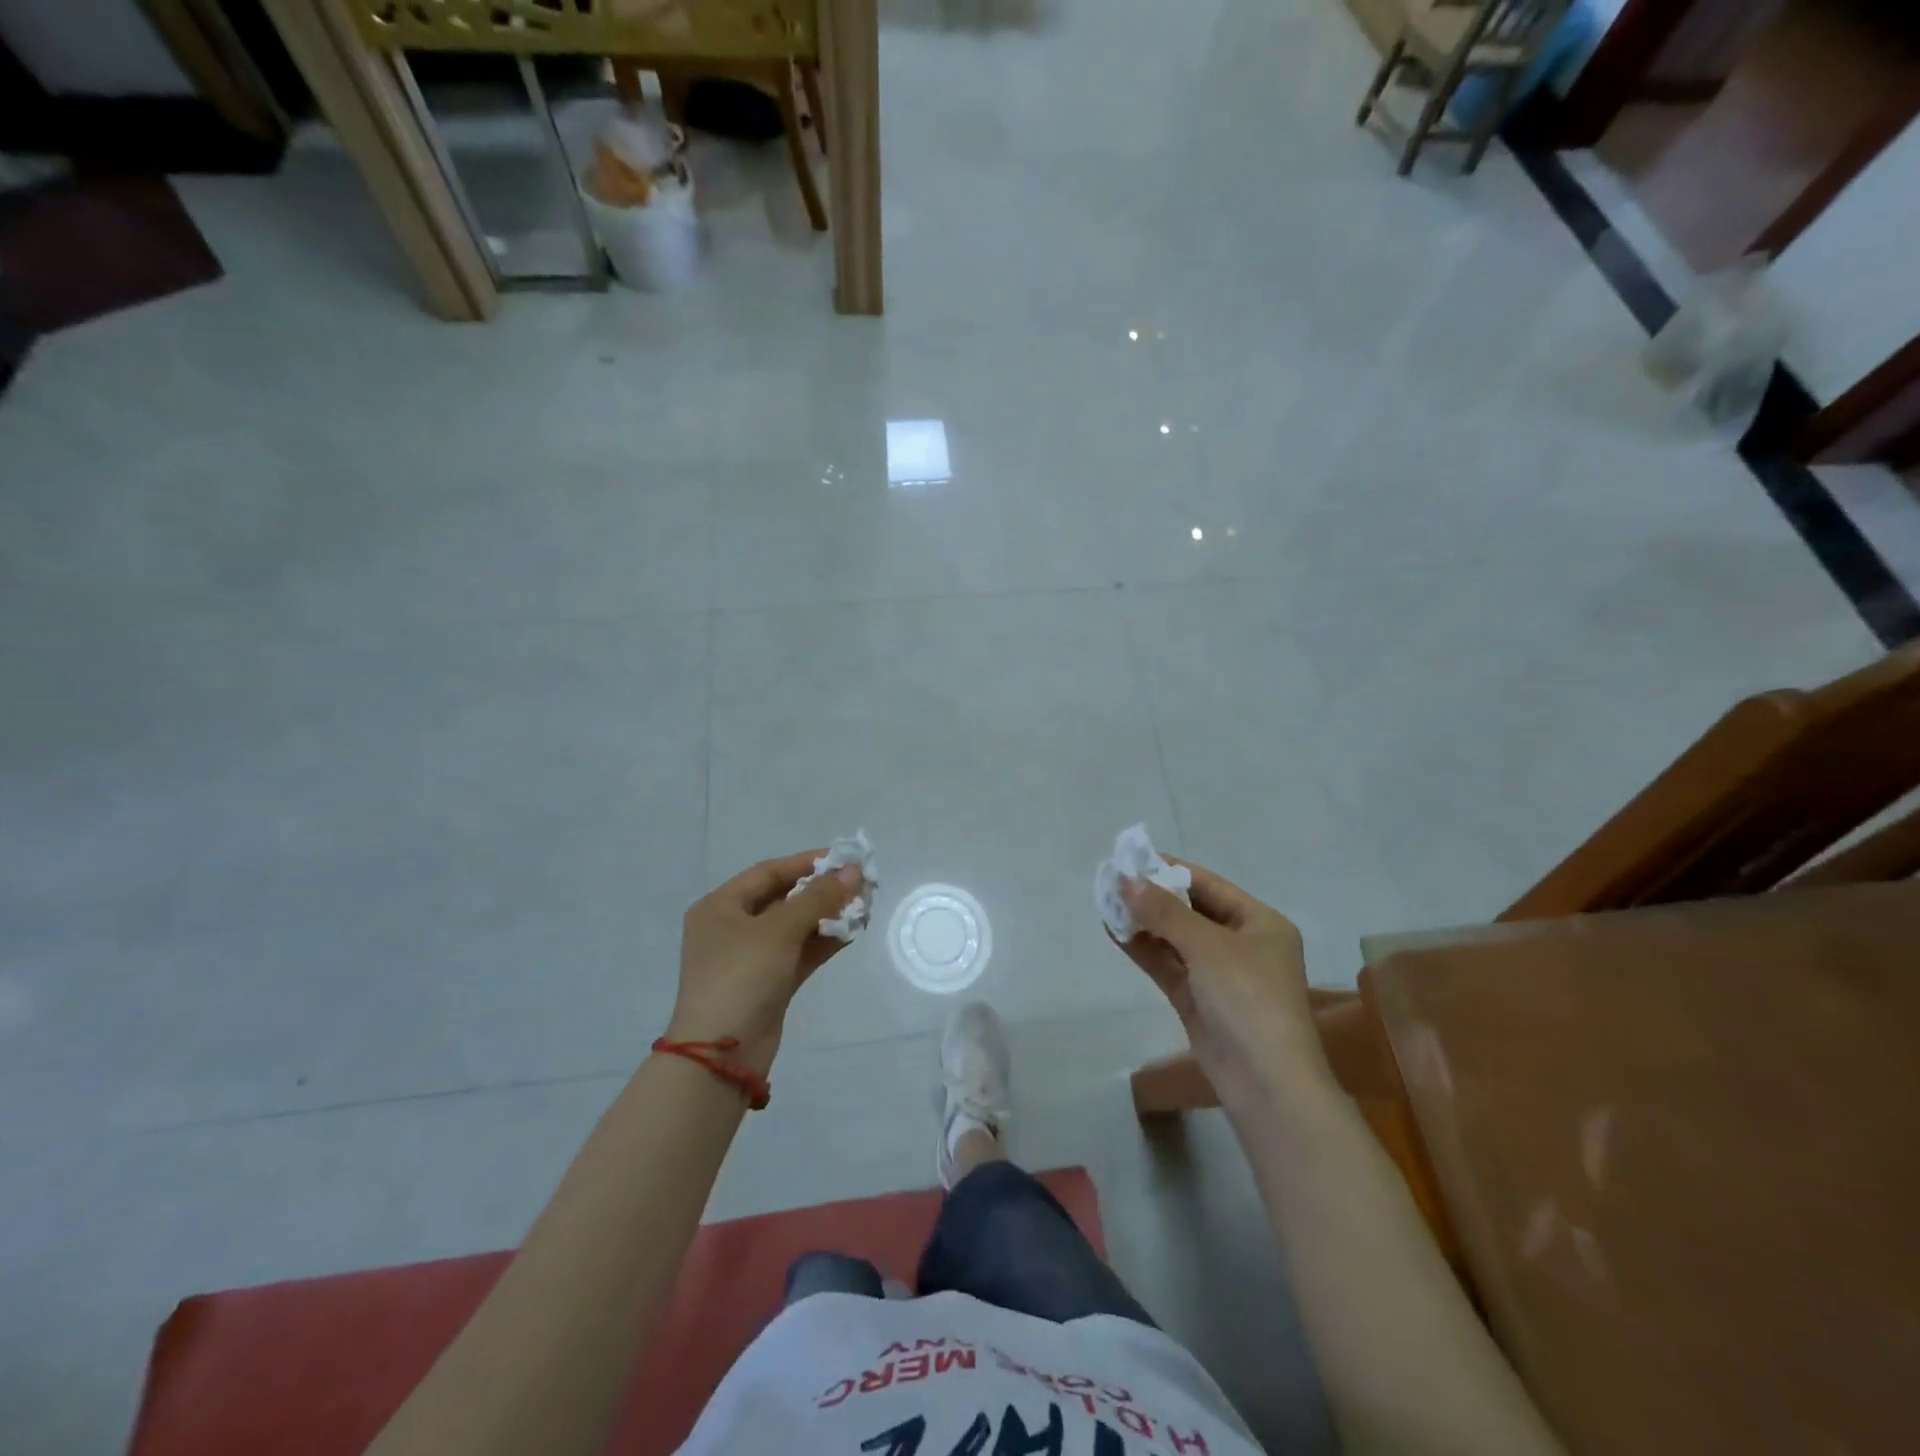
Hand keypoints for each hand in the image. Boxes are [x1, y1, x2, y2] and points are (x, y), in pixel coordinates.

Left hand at [667, 851, 864, 1077]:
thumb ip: (818, 898)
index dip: (806, 862)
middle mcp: (733, 927)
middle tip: (860, 883)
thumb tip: (853, 872)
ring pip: (796, 927)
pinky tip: (853, 931)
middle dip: (822, 890)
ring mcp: (751, 958)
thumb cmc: (741, 977)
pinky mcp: (770, 983)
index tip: (843, 858)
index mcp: (720, 907)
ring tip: (864, 905)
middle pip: (784, 898)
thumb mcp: (779, 930)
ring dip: (828, 915)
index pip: (769, 872)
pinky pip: (800, 952)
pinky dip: (824, 941)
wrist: (722, 1055)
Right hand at [1115, 860, 1322, 1092]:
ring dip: (1144, 922)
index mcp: (1260, 923)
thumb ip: (1164, 911)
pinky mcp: (1198, 1001)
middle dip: (1153, 896)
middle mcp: (1242, 944)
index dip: (1171, 870)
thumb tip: (1126, 879)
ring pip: (1175, 939)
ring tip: (1105, 901)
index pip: (1209, 885)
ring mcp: (1219, 975)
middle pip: (1191, 910)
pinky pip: (1167, 965)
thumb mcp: (1207, 945)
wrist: (1266, 1083)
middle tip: (1112, 879)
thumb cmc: (1248, 999)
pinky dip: (1143, 948)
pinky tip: (1114, 931)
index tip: (1132, 857)